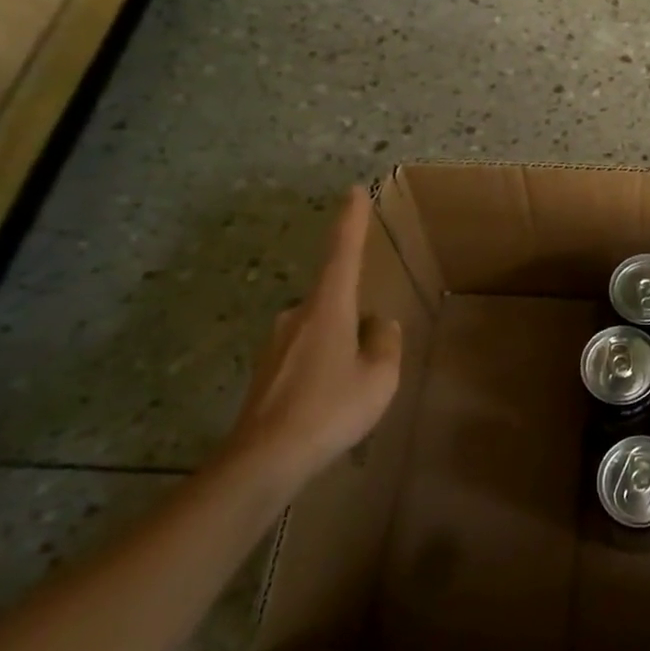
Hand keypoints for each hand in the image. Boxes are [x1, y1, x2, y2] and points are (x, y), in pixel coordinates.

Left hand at [226, 186, 401, 481]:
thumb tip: (377, 323)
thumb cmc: (330, 410)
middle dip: (356, 318)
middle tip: (373, 360)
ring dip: (341, 346)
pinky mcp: (265, 369)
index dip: (350, 222)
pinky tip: (329, 402)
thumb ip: (385, 342)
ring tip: (353, 389)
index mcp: (327, 309)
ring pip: (321, 329)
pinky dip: (323, 366)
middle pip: (335, 300)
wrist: (264, 459)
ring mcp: (276, 342)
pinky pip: (306, 352)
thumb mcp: (379, 376)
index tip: (353, 191)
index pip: (342, 253)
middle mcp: (296, 316)